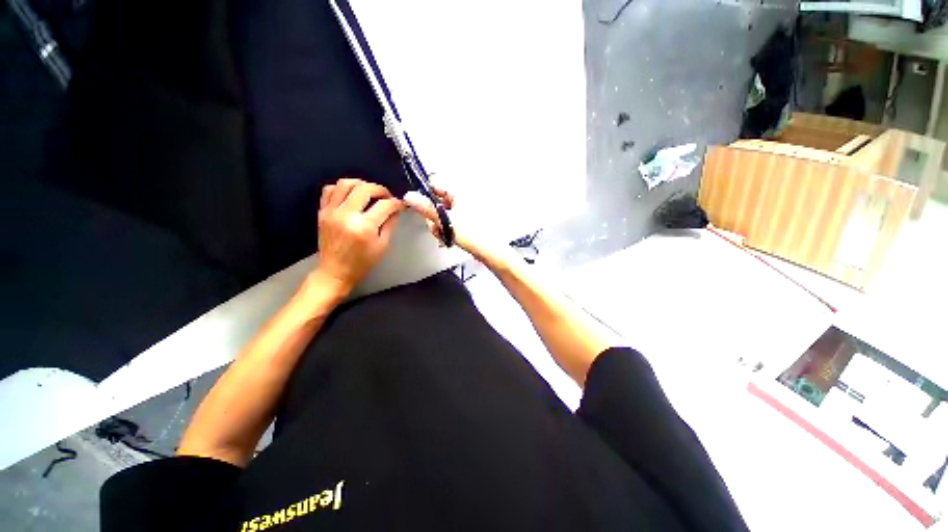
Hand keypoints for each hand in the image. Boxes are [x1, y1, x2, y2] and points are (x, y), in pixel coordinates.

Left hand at [311, 179, 403, 294]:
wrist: (335, 271)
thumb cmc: (362, 262)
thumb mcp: (382, 245)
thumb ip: (390, 224)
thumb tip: (395, 209)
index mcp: (364, 227)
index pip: (384, 205)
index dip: (396, 203)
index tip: (401, 205)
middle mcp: (346, 215)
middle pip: (365, 189)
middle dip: (380, 190)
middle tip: (387, 197)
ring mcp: (331, 211)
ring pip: (346, 183)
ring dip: (361, 184)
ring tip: (370, 193)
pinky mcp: (322, 211)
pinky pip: (330, 190)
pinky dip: (342, 188)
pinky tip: (351, 195)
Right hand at [403, 187, 504, 265]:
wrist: (489, 250)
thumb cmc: (474, 234)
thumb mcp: (445, 220)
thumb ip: (426, 208)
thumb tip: (410, 197)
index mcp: (459, 192)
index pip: (435, 185)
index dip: (425, 195)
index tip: (420, 205)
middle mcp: (463, 199)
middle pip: (437, 202)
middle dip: (433, 215)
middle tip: (436, 225)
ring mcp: (465, 211)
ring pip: (442, 214)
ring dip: (439, 224)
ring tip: (444, 233)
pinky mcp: (466, 221)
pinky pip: (450, 221)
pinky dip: (446, 229)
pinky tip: (448, 237)